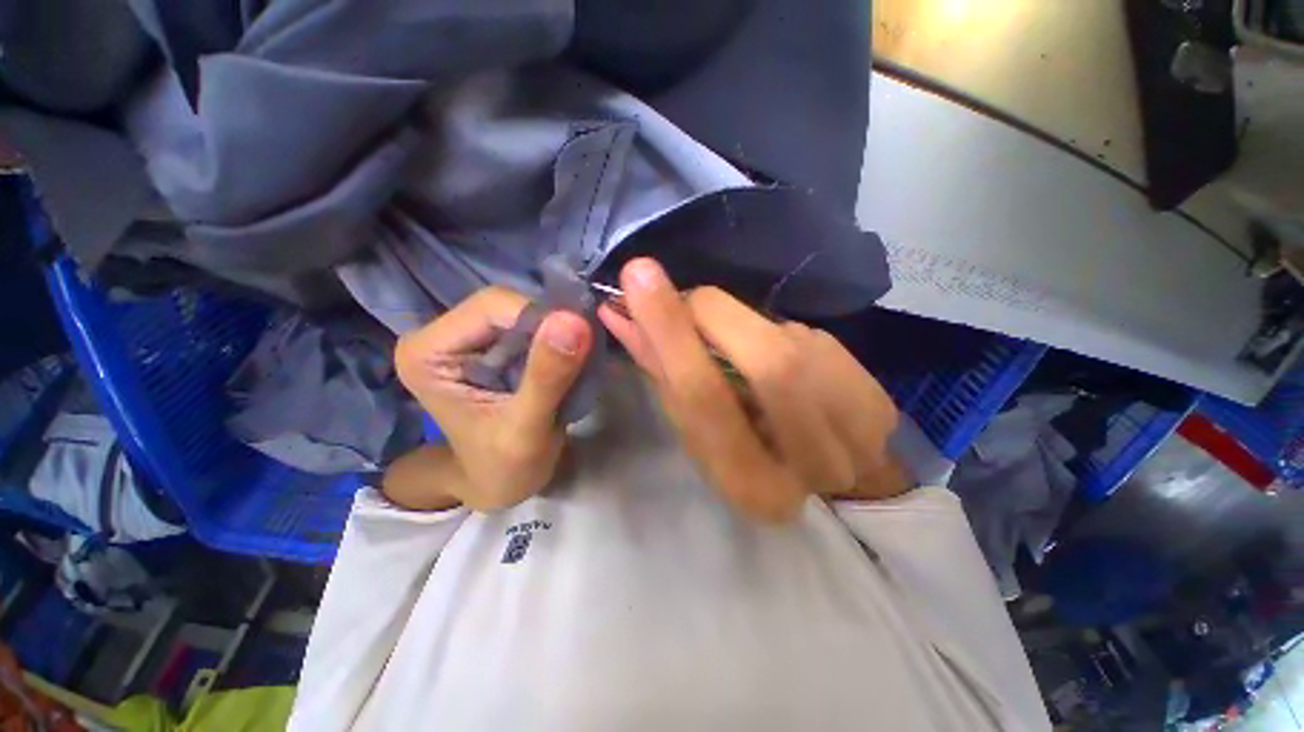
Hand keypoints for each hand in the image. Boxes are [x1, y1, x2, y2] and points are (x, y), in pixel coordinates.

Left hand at [392, 287, 592, 510]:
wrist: (499, 483)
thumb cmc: (505, 468)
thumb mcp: (527, 430)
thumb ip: (547, 376)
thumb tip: (573, 319)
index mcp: (427, 353)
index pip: (492, 306)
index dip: (541, 320)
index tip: (576, 350)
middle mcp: (438, 335)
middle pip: (508, 304)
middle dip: (549, 328)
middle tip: (577, 361)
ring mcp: (463, 337)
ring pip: (523, 310)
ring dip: (556, 333)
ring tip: (573, 365)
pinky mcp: (487, 344)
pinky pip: (530, 324)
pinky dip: (555, 339)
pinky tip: (566, 362)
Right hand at [599, 258, 906, 522]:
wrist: (828, 479)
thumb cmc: (744, 457)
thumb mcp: (694, 429)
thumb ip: (663, 371)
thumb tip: (621, 313)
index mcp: (750, 484)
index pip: (706, 398)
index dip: (672, 333)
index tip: (639, 277)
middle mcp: (810, 463)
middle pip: (770, 364)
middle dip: (715, 315)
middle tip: (688, 299)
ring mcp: (857, 430)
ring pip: (792, 344)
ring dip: (745, 324)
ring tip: (729, 337)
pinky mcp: (878, 399)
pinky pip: (812, 338)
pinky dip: (777, 333)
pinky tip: (773, 351)